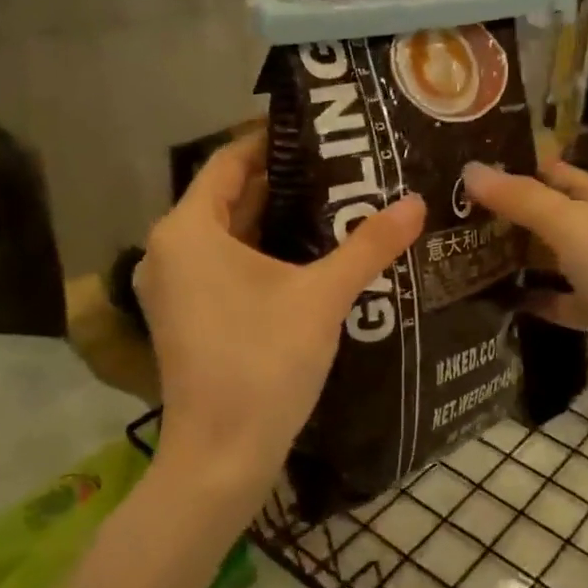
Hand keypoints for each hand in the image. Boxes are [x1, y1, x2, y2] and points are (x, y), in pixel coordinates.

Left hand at [134, 133, 424, 509]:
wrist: (221, 457)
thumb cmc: (262, 363)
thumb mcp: (321, 297)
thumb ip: (368, 246)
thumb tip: (417, 203)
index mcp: (188, 230)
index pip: (229, 161)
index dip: (272, 141)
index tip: (321, 130)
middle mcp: (170, 250)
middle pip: (228, 196)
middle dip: (283, 180)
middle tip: (342, 165)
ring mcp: (175, 286)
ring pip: (228, 233)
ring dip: (275, 218)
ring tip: (336, 200)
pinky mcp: (187, 316)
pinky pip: (225, 263)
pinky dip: (262, 251)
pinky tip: (310, 253)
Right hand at [463, 160, 587, 419]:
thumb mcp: (572, 226)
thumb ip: (522, 198)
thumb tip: (470, 169)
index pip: (550, 170)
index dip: (510, 168)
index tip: (460, 172)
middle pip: (549, 213)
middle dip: (505, 214)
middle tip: (448, 217)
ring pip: (553, 257)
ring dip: (516, 257)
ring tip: (462, 257)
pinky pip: (563, 300)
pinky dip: (536, 299)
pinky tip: (500, 304)